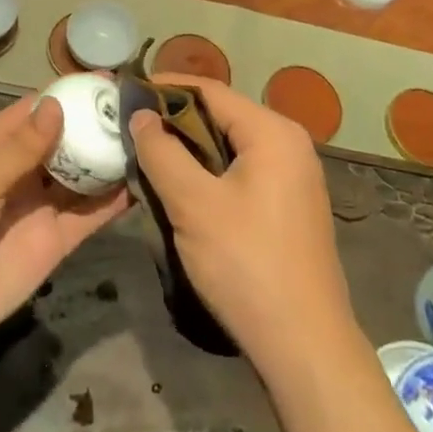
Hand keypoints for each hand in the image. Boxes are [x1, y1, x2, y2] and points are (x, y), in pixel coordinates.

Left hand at [0, 93, 130, 365]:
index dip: (71, 95)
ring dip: (111, 159)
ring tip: (150, 139)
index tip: (108, 80)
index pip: (39, 110)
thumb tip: (58, 106)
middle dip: (99, 124)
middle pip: (68, 140)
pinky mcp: (57, 241)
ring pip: (84, 175)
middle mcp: (24, 170)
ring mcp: (42, 206)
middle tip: (141, 108)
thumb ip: (20, 147)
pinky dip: (115, 200)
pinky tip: (144, 183)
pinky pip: (90, 215)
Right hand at [129, 78, 356, 378]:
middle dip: (175, 119)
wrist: (304, 345)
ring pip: (230, 145)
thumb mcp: (193, 204)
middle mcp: (290, 144)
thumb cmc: (246, 264)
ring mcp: (294, 176)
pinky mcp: (289, 205)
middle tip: (131, 126)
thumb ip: (162, 152)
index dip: (166, 86)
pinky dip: (210, 170)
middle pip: (222, 115)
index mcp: (273, 133)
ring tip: (148, 154)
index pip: (211, 91)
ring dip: (190, 147)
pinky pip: (242, 170)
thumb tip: (141, 115)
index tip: (127, 89)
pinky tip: (181, 186)